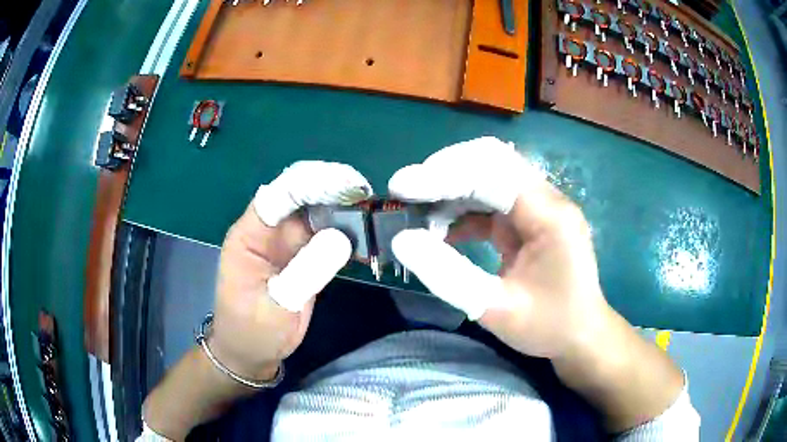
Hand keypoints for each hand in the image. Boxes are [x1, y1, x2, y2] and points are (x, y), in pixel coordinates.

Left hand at [210, 161, 371, 380]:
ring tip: (374, 212)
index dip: (311, 183)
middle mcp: (269, 231)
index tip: (347, 185)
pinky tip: (367, 236)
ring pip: (317, 213)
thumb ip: (305, 273)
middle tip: (368, 195)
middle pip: (300, 196)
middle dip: (333, 189)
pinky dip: (347, 233)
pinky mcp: (303, 256)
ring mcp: (287, 242)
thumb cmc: (252, 332)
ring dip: (344, 209)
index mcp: (249, 235)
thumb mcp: (276, 308)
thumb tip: (342, 238)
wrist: (251, 352)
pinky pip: (327, 235)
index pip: (278, 195)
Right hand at [389, 137, 611, 359]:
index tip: (400, 187)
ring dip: (451, 188)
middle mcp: (546, 199)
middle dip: (444, 171)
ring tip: (418, 213)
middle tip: (406, 193)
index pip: (491, 173)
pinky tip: (441, 230)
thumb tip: (401, 240)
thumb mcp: (496, 308)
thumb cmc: (549, 326)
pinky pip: (491, 200)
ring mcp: (538, 207)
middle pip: (491, 161)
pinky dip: (463, 208)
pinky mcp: (529, 219)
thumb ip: (447, 274)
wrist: (581, 336)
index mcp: (548, 214)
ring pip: (489, 176)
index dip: (442, 175)